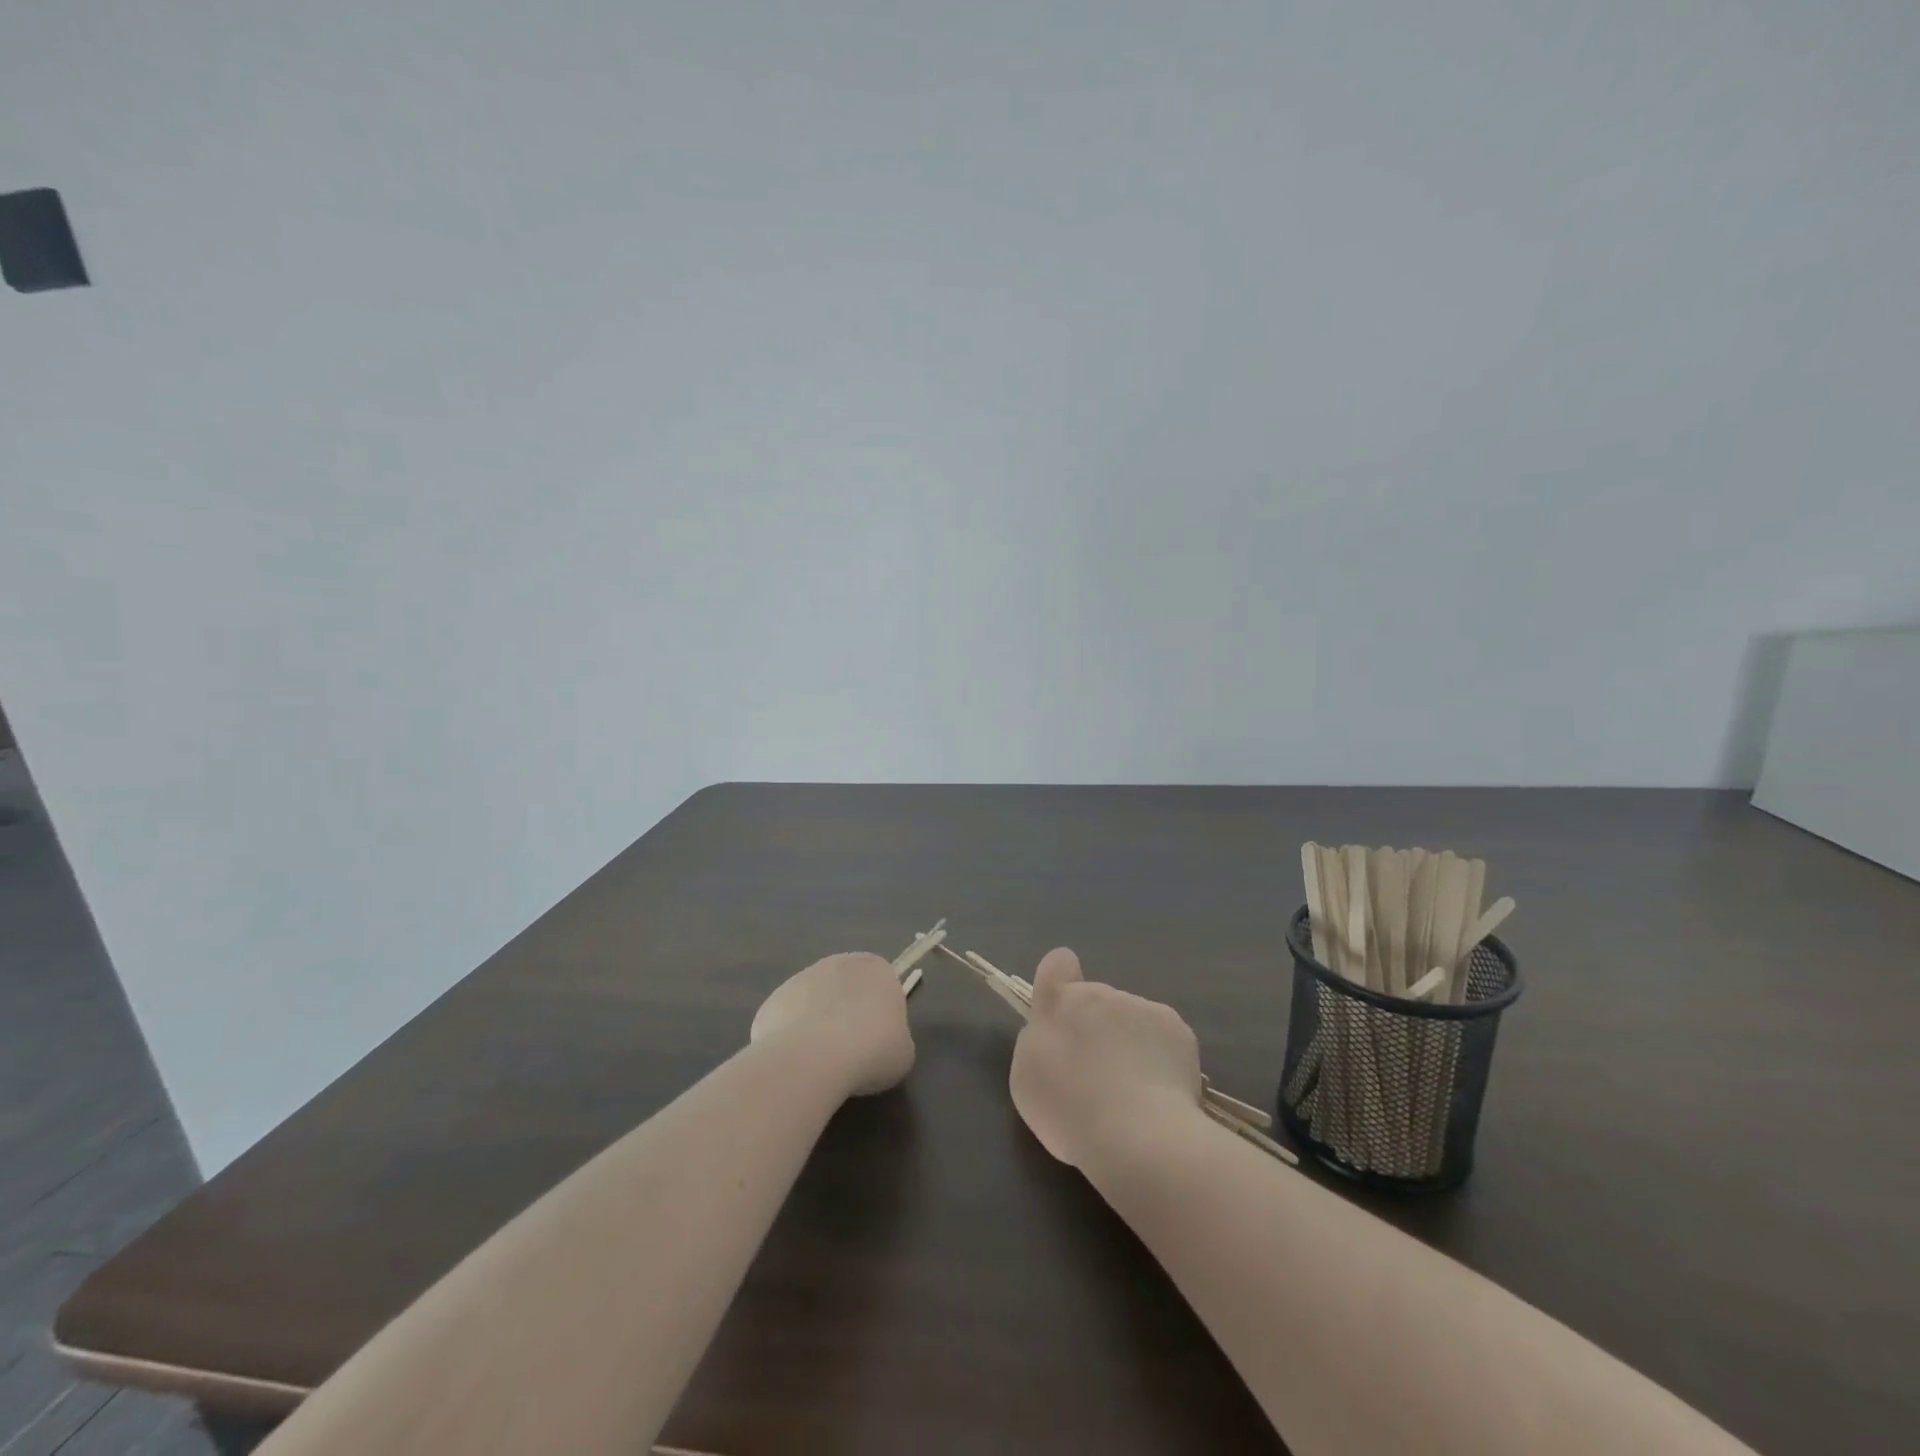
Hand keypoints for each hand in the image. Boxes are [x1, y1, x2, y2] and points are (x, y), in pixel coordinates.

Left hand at [750, 953, 915, 1097]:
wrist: (815, 1058)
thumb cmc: (872, 1050)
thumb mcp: (903, 1052)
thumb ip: (895, 1038)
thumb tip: (878, 1043)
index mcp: (877, 968)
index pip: (883, 985)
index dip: (880, 1015)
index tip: (878, 1042)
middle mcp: (839, 962)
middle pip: (846, 989)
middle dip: (847, 1014)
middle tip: (851, 1053)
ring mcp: (801, 978)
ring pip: (815, 1003)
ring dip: (818, 1025)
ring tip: (821, 1064)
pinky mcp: (773, 999)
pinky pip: (788, 1021)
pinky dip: (791, 1039)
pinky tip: (796, 1064)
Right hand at [1008, 948, 1204, 1169]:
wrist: (1138, 1135)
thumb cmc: (1070, 1110)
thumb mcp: (1028, 1079)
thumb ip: (1039, 1042)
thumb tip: (1057, 1033)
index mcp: (1060, 1002)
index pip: (1058, 963)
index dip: (1059, 980)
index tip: (1064, 1014)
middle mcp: (1101, 994)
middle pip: (1096, 1001)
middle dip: (1097, 1028)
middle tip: (1098, 1076)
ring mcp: (1142, 1008)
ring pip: (1131, 1020)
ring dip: (1129, 1044)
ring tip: (1134, 1094)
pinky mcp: (1178, 1029)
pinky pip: (1163, 1038)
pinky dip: (1161, 1059)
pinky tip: (1160, 1094)